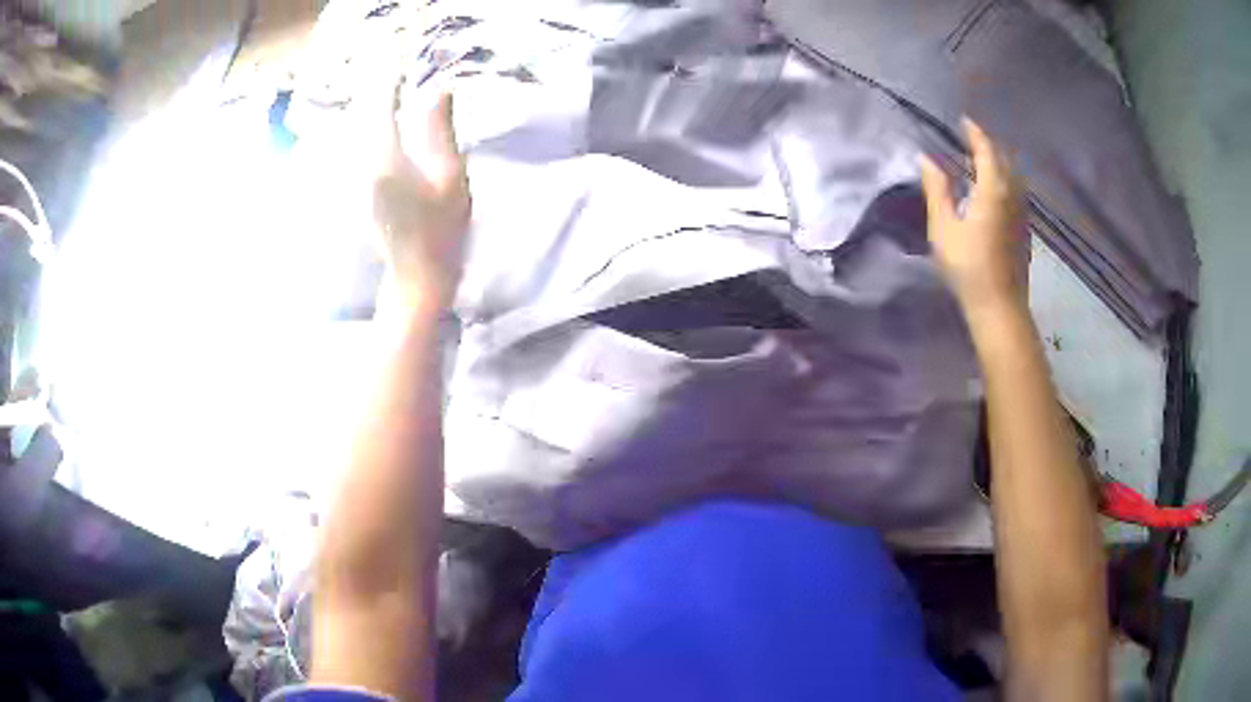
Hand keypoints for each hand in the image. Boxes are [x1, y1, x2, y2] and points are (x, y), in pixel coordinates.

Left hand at [370, 83, 470, 313]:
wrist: (416, 276)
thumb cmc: (441, 230)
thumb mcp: (451, 177)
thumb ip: (441, 131)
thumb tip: (440, 89)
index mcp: (386, 158)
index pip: (381, 105)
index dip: (390, 79)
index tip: (400, 60)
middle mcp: (363, 164)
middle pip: (363, 114)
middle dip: (376, 88)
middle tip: (392, 67)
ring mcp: (357, 179)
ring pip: (358, 130)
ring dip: (371, 107)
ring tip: (387, 91)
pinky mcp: (359, 189)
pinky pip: (359, 146)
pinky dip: (370, 128)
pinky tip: (383, 126)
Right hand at [920, 118, 1028, 317]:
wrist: (1000, 307)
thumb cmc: (968, 268)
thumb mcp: (943, 228)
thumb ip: (936, 190)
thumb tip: (927, 160)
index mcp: (993, 190)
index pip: (986, 151)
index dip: (975, 134)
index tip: (964, 121)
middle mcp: (1012, 195)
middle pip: (1004, 160)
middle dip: (988, 146)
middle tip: (971, 140)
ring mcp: (1022, 213)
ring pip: (1013, 176)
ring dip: (998, 163)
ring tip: (982, 162)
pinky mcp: (1024, 229)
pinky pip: (1016, 191)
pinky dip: (1005, 180)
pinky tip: (994, 190)